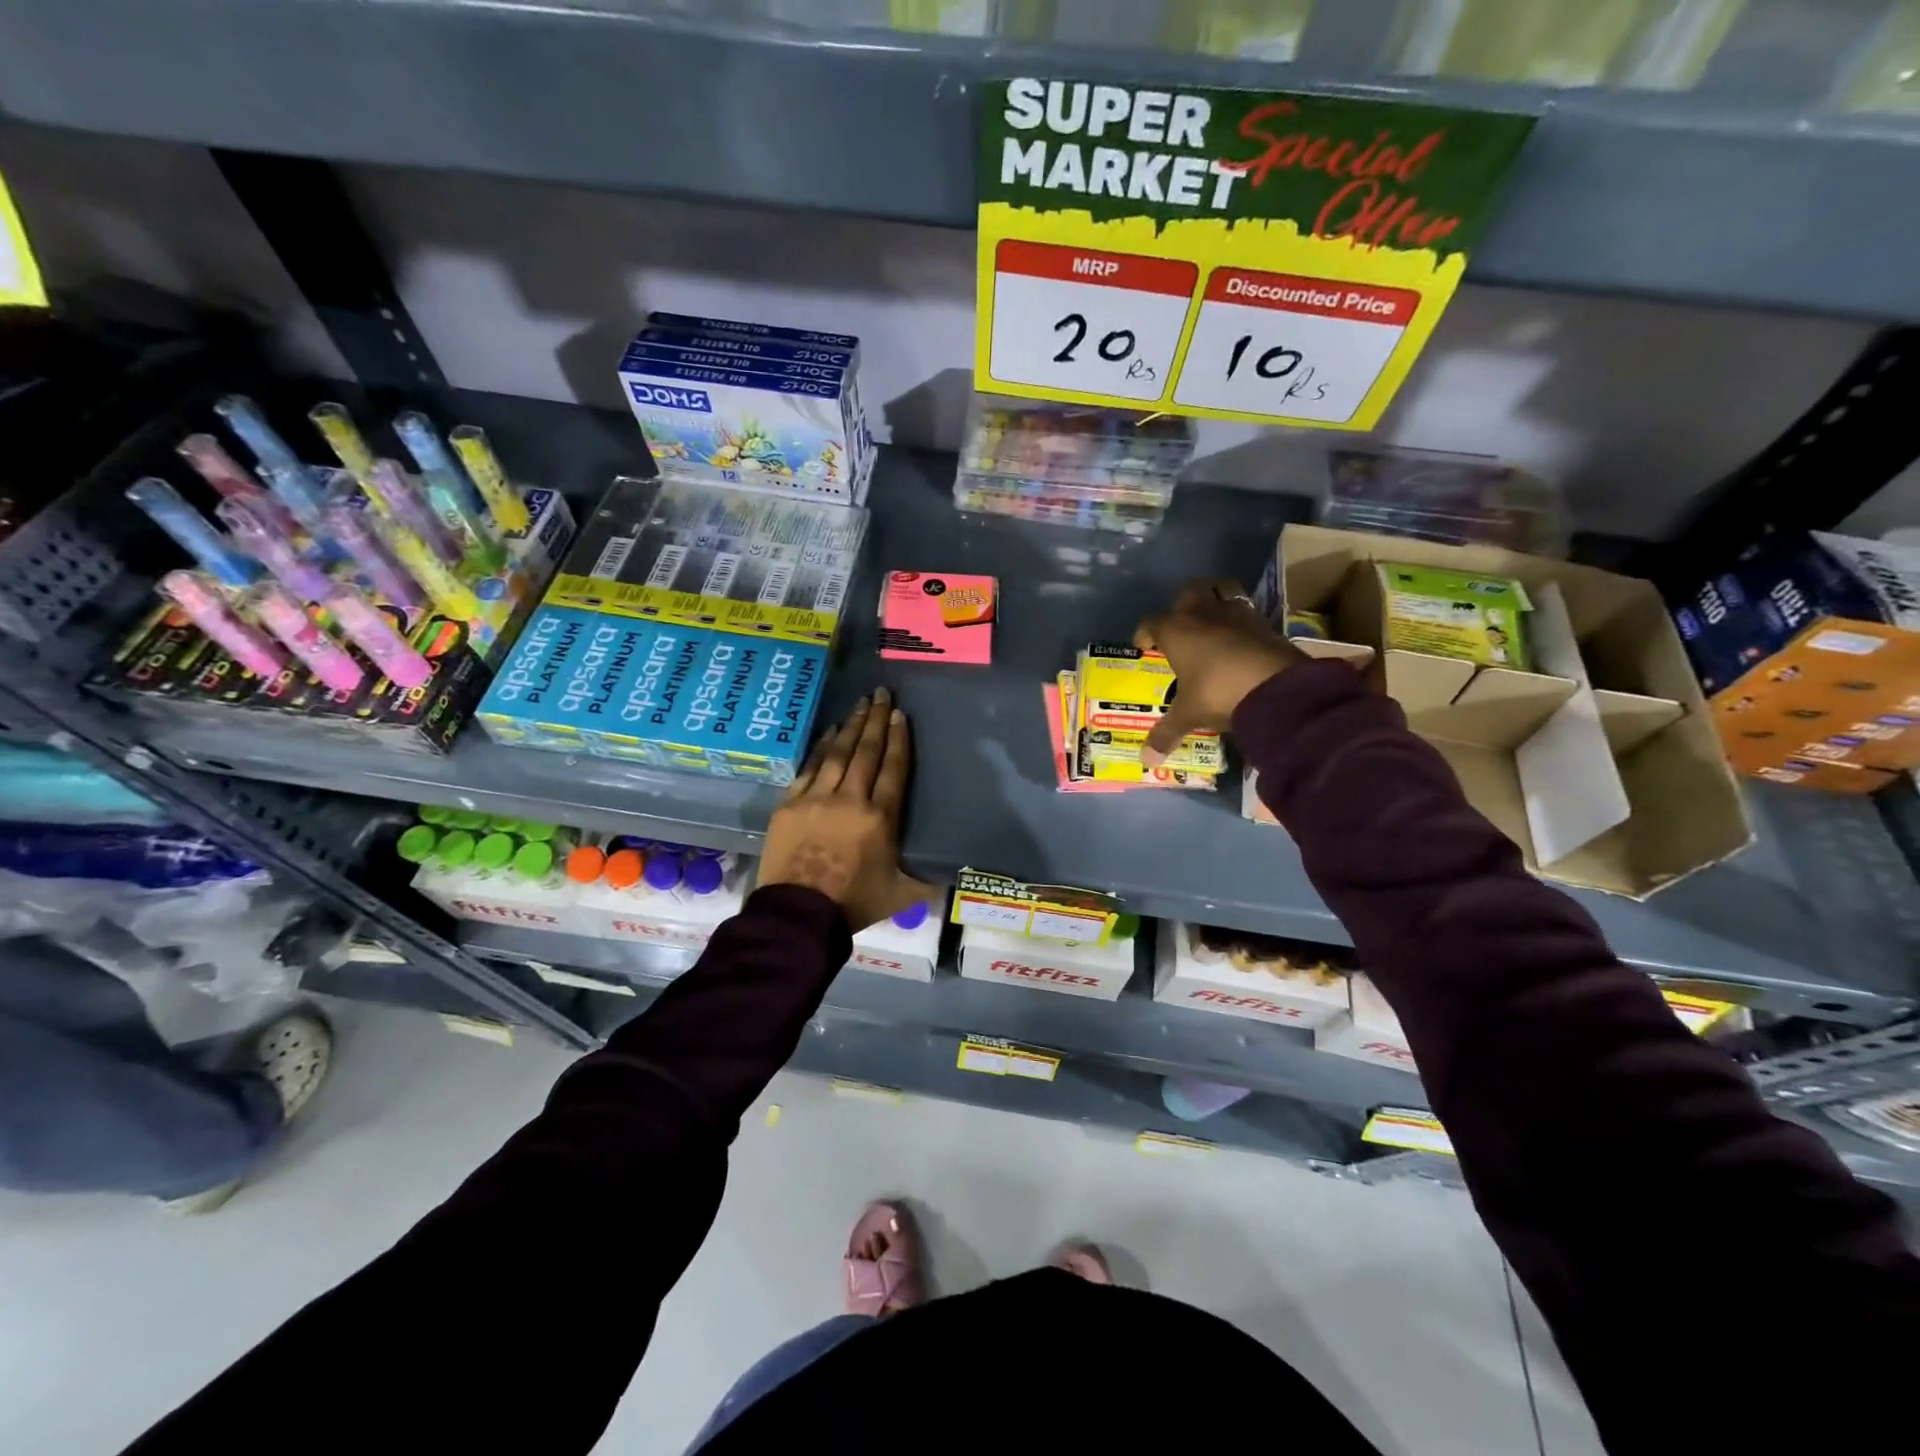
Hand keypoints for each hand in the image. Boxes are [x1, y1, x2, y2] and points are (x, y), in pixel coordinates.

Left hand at [758, 687, 939, 932]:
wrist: (798, 915)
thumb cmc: (854, 903)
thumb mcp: (902, 895)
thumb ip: (928, 880)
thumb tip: (952, 875)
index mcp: (881, 817)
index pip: (894, 768)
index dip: (898, 739)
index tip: (899, 714)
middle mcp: (851, 799)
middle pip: (867, 751)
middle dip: (876, 720)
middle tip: (881, 693)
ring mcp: (817, 798)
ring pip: (838, 753)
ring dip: (852, 726)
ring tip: (861, 704)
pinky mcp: (790, 803)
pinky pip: (810, 766)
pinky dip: (821, 746)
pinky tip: (830, 731)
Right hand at [1134, 578, 1302, 766]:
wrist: (1276, 686)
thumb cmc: (1217, 692)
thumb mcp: (1188, 715)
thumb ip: (1165, 733)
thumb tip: (1146, 760)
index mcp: (1175, 630)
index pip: (1151, 622)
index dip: (1145, 634)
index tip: (1145, 648)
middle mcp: (1202, 612)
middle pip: (1187, 592)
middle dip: (1181, 605)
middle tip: (1180, 628)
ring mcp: (1236, 612)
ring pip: (1221, 588)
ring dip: (1214, 598)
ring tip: (1211, 620)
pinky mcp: (1264, 620)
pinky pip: (1246, 609)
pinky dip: (1240, 619)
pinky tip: (1239, 637)